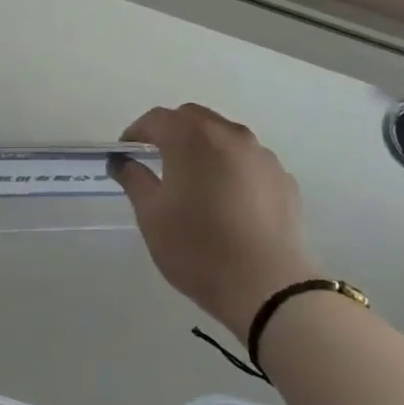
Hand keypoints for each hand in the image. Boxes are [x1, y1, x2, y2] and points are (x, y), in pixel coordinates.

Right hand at [110, 104, 317, 339]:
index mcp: (192, 138)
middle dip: (171, 132)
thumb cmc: (196, 247)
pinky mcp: (283, 179)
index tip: (125, 154)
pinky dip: (232, 168)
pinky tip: (227, 201)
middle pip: (193, 119)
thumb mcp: (151, 215)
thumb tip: (121, 161)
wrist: (265, 285)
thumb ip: (134, 179)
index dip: (136, 132)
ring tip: (194, 182)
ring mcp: (262, 155)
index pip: (157, 119)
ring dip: (204, 148)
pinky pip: (249, 162)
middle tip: (156, 161)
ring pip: (225, 137)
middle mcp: (230, 135)